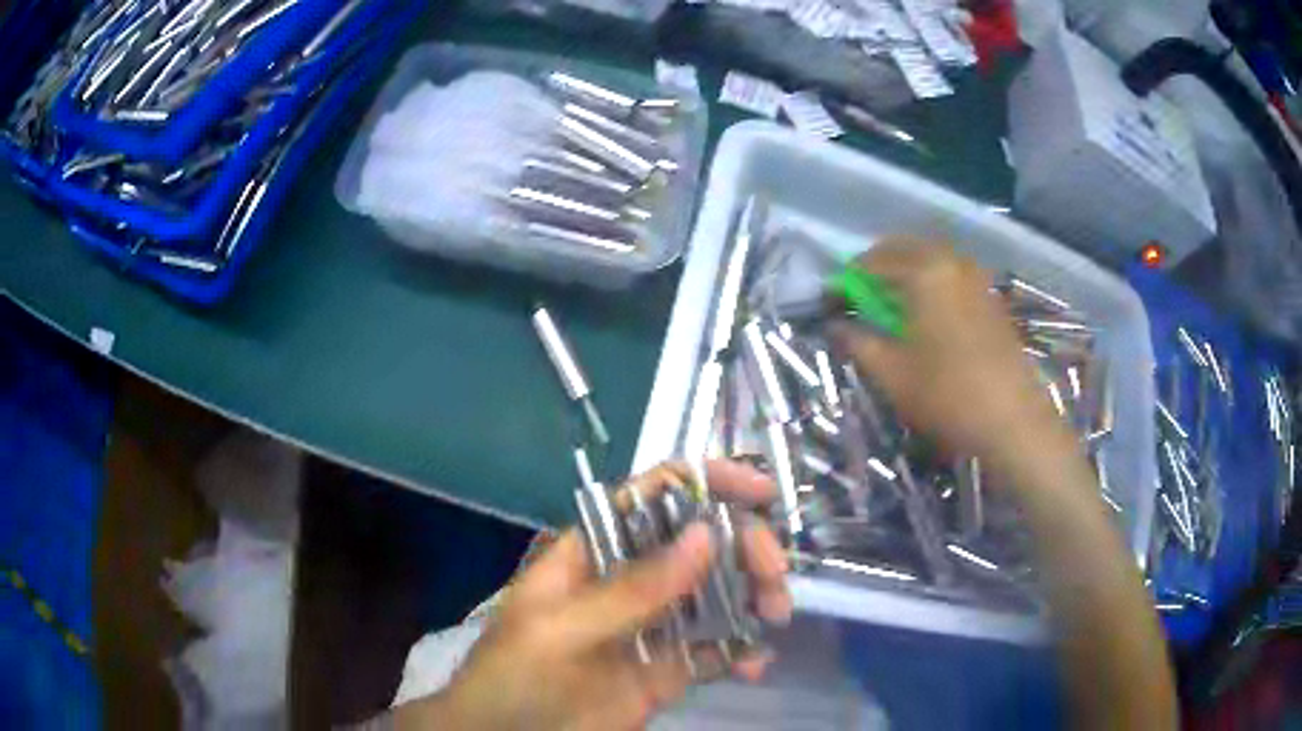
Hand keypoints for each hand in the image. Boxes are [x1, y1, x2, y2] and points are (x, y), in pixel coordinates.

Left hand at [395, 460, 791, 730]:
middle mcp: (628, 581)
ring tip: (776, 616)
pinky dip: (743, 651)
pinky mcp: (667, 669)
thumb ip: (632, 591)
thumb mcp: (561, 631)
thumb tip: (707, 535)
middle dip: (744, 548)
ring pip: (717, 594)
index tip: (761, 491)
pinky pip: (715, 650)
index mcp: (594, 553)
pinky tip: (755, 665)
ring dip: (754, 597)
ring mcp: (651, 627)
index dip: (705, 483)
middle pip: (698, 544)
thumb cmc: (514, 676)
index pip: (652, 498)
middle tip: (775, 577)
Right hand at [831, 237, 1065, 461]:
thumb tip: (835, 326)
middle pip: (903, 249)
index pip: (871, 262)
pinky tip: (928, 316)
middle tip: (862, 301)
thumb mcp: (892, 374)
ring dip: (906, 274)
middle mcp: (951, 261)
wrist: (1013, 420)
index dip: (846, 282)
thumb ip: (858, 342)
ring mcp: (976, 277)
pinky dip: (931, 283)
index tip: (832, 304)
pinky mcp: (991, 296)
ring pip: (931, 259)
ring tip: (893, 309)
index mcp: (923, 271)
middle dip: (877, 268)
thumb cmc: (948, 395)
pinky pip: (952, 274)